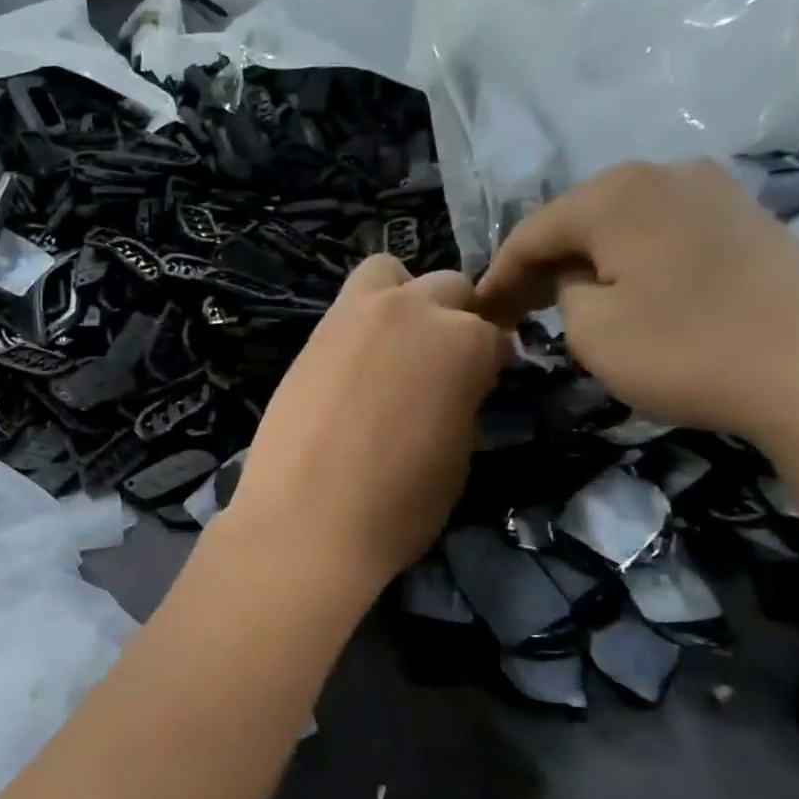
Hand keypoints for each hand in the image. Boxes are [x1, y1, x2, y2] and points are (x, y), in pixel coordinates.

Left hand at [226, 256, 510, 597]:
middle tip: (435, 366)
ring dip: (402, 299)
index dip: (488, 362)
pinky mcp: (311, 334)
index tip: (478, 385)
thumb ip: (460, 398)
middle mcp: (412, 309)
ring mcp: (354, 315)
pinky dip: (360, 323)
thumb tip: (451, 385)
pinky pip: (346, 307)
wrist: (305, 523)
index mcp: (464, 341)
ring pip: (389, 276)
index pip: (493, 333)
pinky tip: (352, 368)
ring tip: (391, 350)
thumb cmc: (398, 506)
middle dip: (451, 319)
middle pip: (447, 289)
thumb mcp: (457, 453)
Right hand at [475, 159, 798, 456]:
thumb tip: (576, 279)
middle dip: (540, 267)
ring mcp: (713, 191)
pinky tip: (623, 295)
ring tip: (561, 307)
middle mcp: (663, 173)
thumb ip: (562, 293)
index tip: (477, 317)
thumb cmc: (686, 349)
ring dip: (584, 264)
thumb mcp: (591, 330)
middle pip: (576, 220)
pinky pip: (661, 234)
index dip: (497, 277)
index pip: (530, 233)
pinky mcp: (747, 219)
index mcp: (615, 193)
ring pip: (620, 225)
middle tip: (514, 315)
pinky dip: (629, 262)